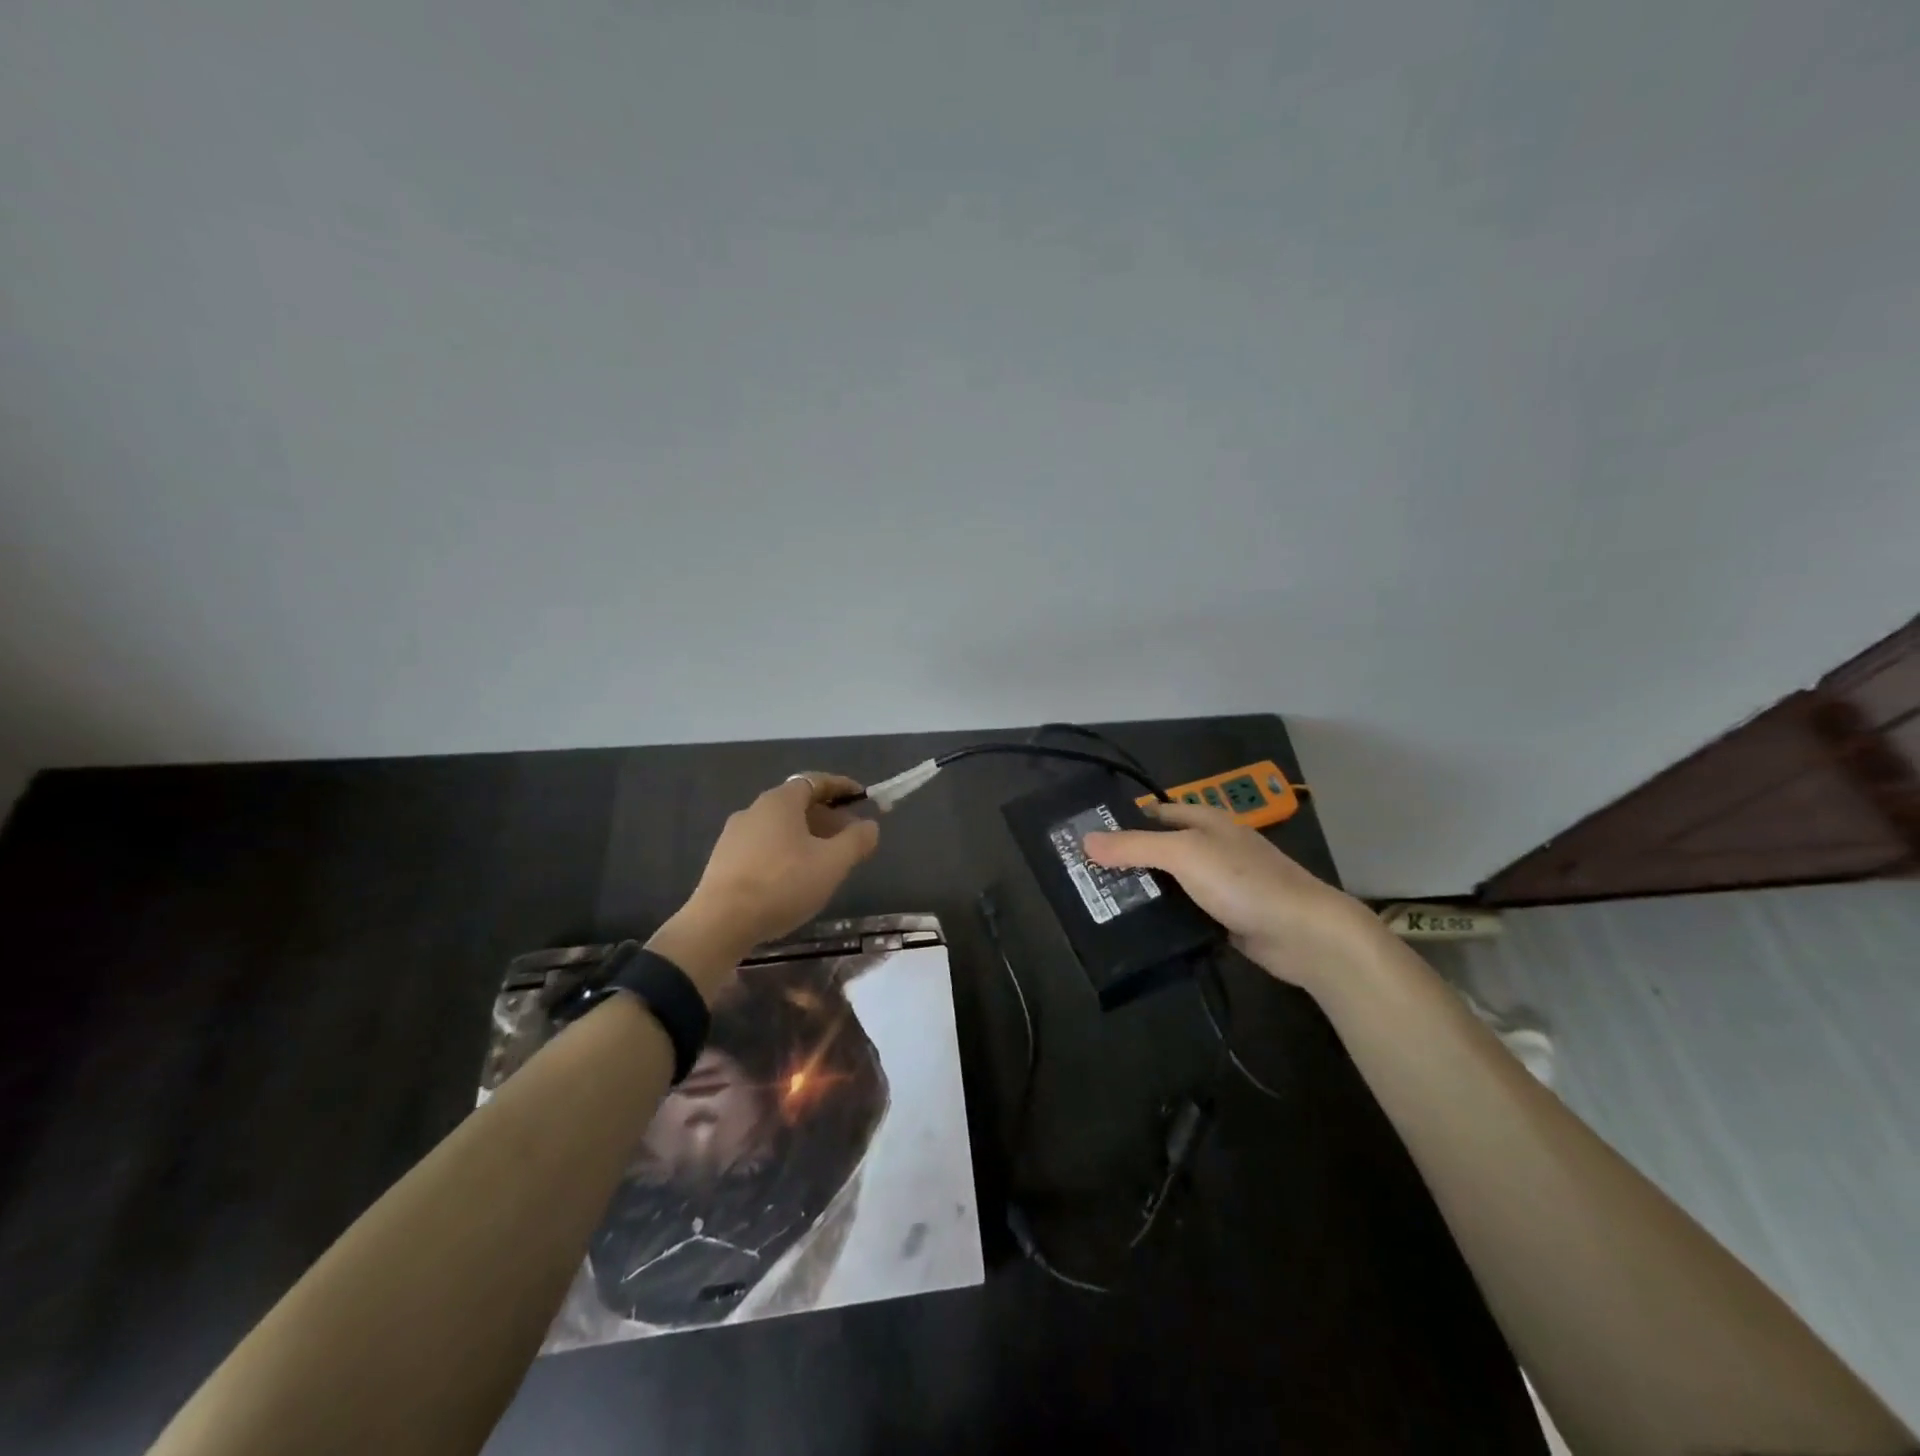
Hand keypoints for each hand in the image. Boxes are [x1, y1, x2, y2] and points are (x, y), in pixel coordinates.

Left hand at [650, 774, 880, 992]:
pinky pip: (763, 846)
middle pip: (797, 804)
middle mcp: (754, 810)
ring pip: (779, 827)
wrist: (719, 923)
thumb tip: (870, 825)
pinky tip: (794, 878)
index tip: (862, 797)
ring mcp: (734, 835)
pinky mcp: (723, 861)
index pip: (815, 781)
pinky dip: (785, 851)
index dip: (842, 787)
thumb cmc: (782, 884)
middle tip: (849, 836)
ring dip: (806, 836)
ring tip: (825, 860)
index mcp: (780, 801)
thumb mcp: (832, 863)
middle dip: (827, 816)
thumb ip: (856, 840)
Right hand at [1083, 801, 1378, 986]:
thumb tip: (1085, 840)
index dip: (1121, 821)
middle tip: (1083, 876)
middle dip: (1126, 860)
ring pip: (1169, 883)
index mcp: (1204, 821)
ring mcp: (1218, 884)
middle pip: (1159, 849)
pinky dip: (1162, 917)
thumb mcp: (1184, 854)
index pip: (1153, 813)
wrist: (1303, 933)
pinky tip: (1135, 928)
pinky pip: (1183, 911)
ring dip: (1142, 892)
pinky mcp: (1222, 916)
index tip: (1084, 837)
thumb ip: (1135, 846)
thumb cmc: (1243, 881)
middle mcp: (1210, 847)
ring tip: (1098, 904)